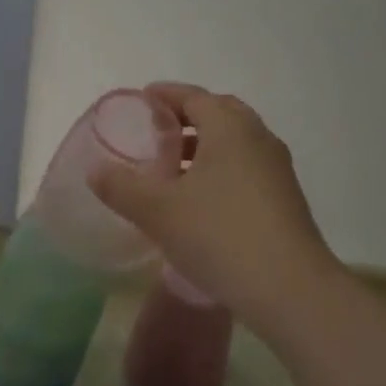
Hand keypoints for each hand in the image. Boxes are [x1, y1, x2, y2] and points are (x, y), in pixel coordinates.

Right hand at [88, 84, 341, 330]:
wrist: (291, 290)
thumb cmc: (219, 235)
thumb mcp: (158, 211)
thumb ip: (122, 186)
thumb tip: (95, 170)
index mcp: (229, 127)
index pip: (193, 96)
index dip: (164, 95)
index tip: (141, 100)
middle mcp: (258, 137)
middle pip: (218, 113)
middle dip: (186, 117)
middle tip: (157, 131)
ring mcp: (277, 168)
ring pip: (235, 143)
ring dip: (204, 146)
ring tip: (172, 169)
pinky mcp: (286, 198)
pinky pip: (246, 167)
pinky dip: (221, 169)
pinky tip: (201, 200)